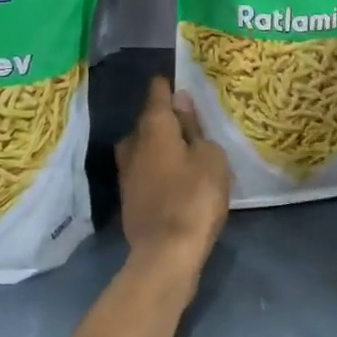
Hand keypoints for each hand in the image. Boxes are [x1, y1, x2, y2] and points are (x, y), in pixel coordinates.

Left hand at [115, 76, 229, 282]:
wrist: (166, 254)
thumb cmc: (195, 197)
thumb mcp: (209, 157)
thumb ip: (194, 127)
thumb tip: (181, 100)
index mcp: (154, 127)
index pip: (157, 93)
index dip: (169, 85)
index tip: (183, 81)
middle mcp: (133, 143)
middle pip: (148, 120)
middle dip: (166, 118)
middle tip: (192, 121)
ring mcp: (126, 172)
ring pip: (143, 146)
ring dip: (160, 144)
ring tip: (184, 149)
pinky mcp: (128, 197)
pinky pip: (144, 169)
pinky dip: (157, 167)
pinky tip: (174, 176)